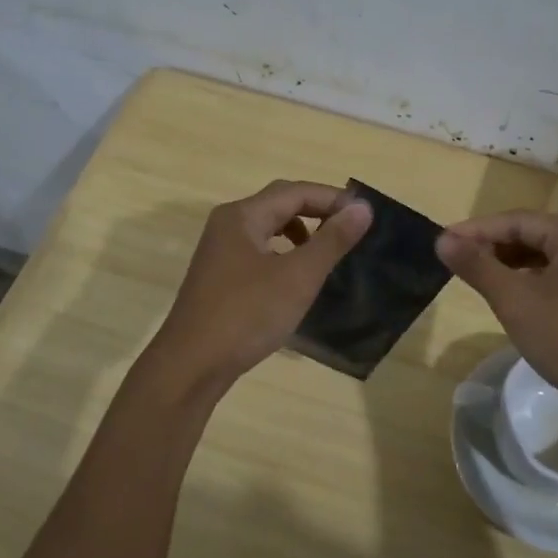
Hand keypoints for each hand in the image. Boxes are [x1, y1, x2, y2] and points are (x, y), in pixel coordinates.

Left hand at [150, 180, 373, 389]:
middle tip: (351, 229)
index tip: (366, 215)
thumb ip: (332, 240)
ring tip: (326, 252)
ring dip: (300, 232)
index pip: (295, 192)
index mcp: (242, 216)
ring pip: (268, 228)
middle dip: (317, 211)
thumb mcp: (297, 277)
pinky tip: (296, 278)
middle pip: (279, 204)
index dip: (332, 198)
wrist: (191, 365)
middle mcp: (227, 225)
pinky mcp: (219, 277)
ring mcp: (220, 252)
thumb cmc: (246, 315)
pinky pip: (258, 251)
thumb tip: (362, 208)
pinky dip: (283, 254)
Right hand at [436, 210, 557, 412]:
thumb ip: (478, 266)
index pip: (517, 221)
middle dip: (493, 245)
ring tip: (478, 276)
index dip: (476, 230)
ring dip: (511, 264)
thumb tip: (443, 239)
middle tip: (456, 259)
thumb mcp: (516, 301)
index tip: (442, 241)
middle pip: (533, 235)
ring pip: (546, 258)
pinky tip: (514, 297)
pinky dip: (532, 281)